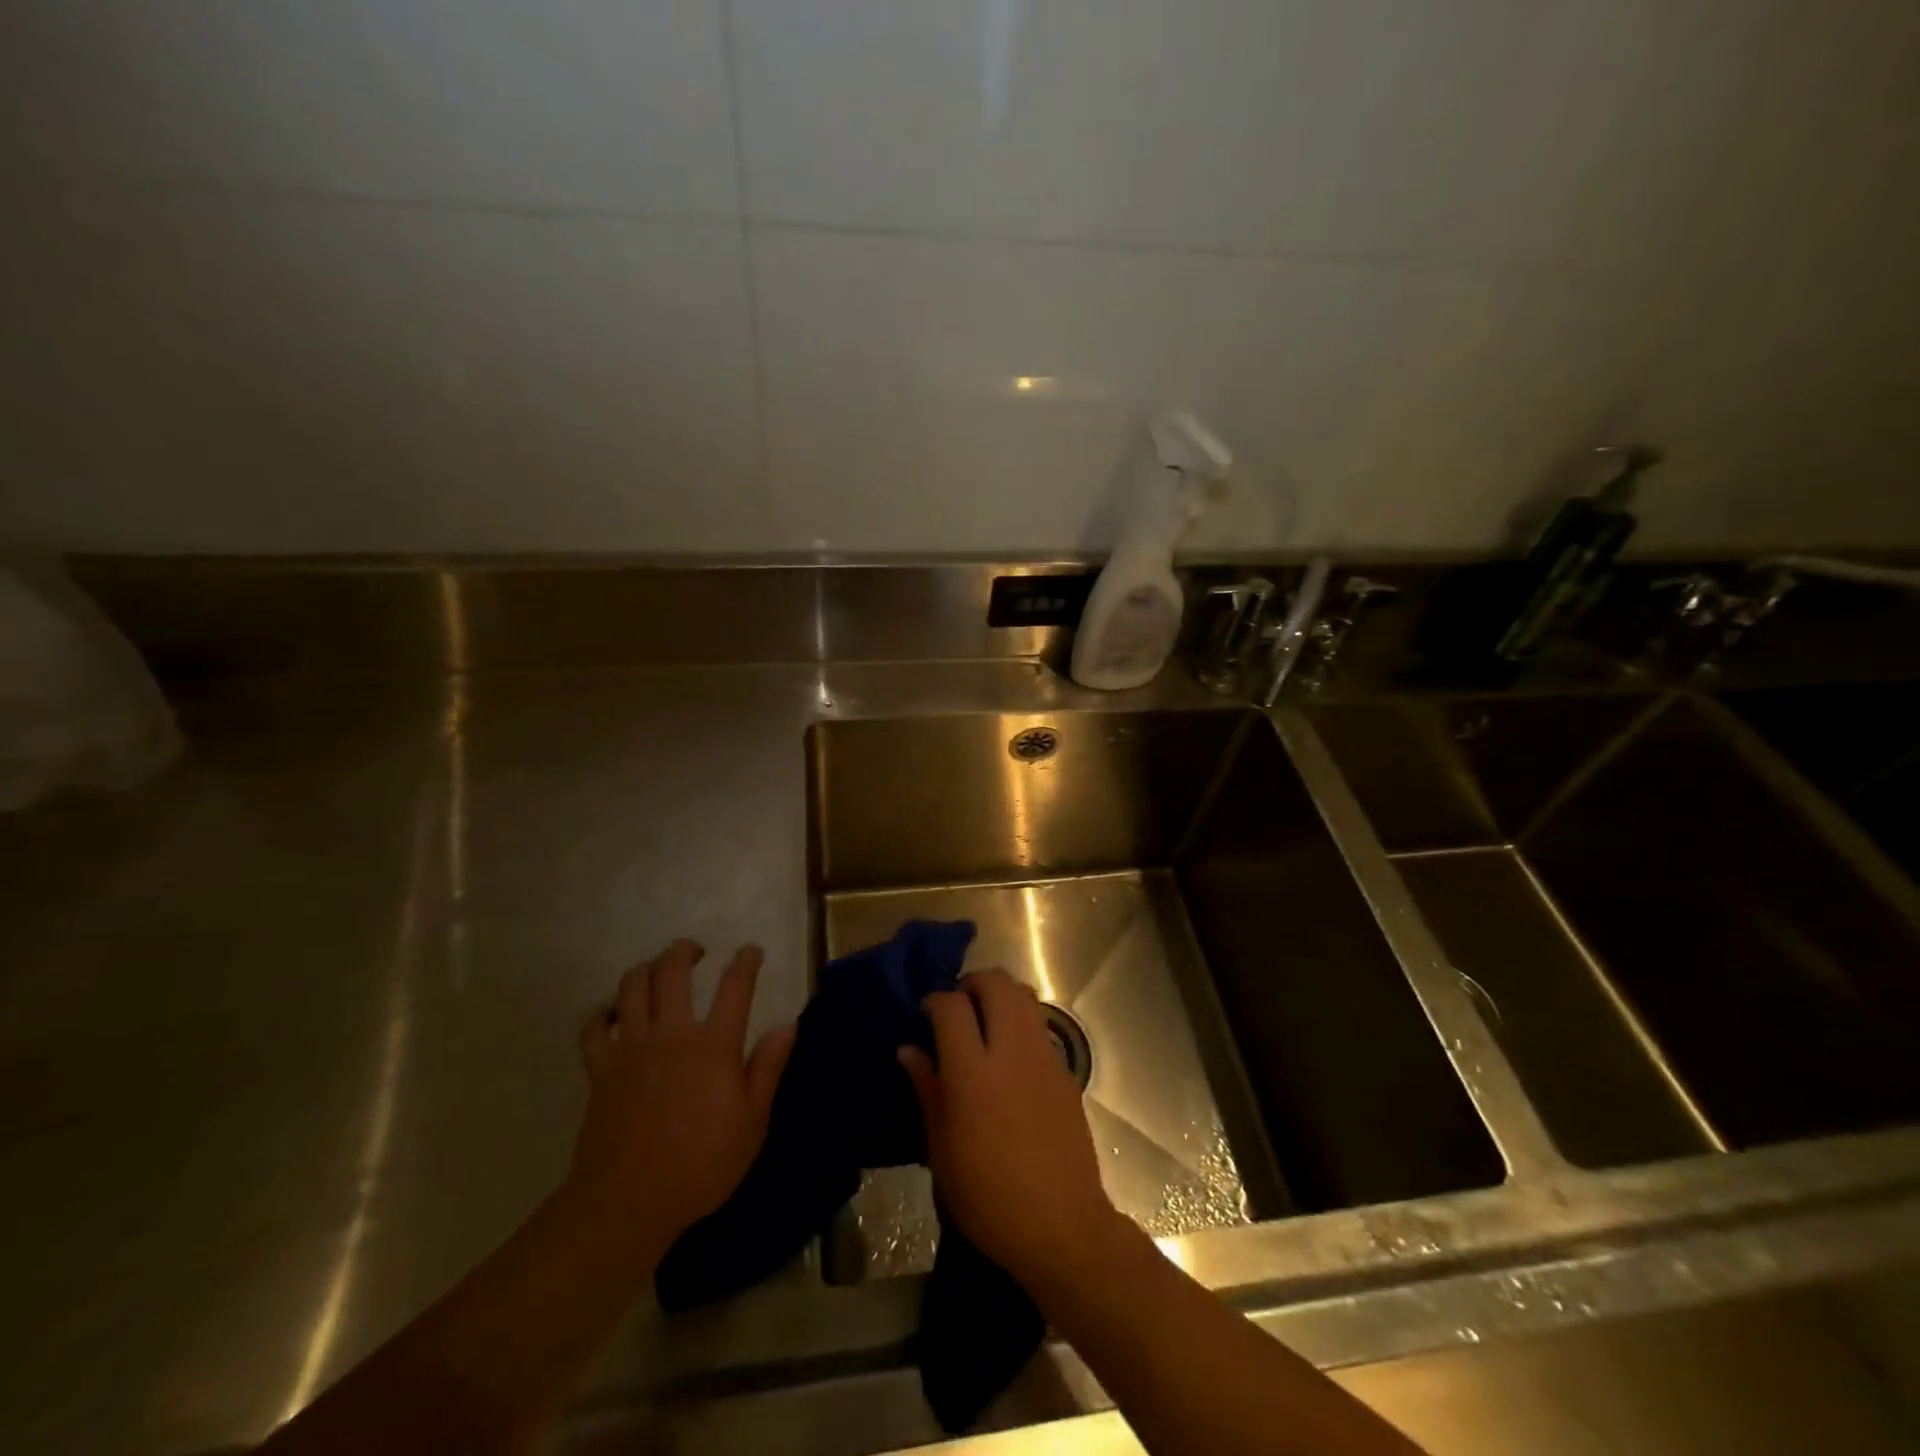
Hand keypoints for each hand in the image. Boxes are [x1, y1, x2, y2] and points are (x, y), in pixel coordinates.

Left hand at [571, 940, 795, 1255]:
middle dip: (684, 951)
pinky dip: (603, 1014)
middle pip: (672, 972)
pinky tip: (614, 1014)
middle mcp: (671, 1035)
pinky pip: (594, 1028)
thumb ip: (768, 1068)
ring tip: (656, 969)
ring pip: (631, 988)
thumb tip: (787, 1024)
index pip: (735, 986)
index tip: (751, 951)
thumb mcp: (752, 1123)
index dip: (746, 961)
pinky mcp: (600, 1070)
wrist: (627, 1204)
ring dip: (645, 969)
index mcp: (713, 1046)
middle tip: (695, 951)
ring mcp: (631, 1050)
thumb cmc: (700, 1166)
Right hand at [899, 968, 1121, 1289]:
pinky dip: (1020, 1022)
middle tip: (958, 1009)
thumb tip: (909, 1049)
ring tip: (984, 1022)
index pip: (951, 1006)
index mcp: (973, 1073)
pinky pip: (1039, 1025)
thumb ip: (927, 1089)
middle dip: (971, 984)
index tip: (926, 1014)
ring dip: (1000, 996)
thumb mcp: (942, 1150)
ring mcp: (1043, 1057)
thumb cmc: (988, 1197)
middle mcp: (1011, 1052)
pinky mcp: (1065, 1070)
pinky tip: (1009, 1055)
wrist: (1062, 1226)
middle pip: (995, 983)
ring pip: (1023, 995)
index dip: (935, 1001)